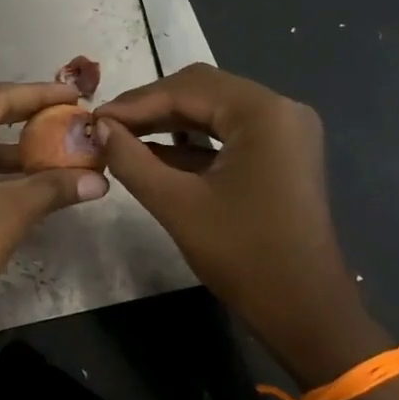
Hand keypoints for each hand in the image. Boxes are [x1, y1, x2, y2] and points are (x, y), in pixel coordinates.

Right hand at [92, 64, 387, 384]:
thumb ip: (131, 159)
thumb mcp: (177, 204)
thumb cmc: (243, 255)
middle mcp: (280, 109)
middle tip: (106, 127)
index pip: (186, 89)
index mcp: (263, 113)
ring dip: (168, 122)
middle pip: (202, 90)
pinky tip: (154, 153)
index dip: (134, 102)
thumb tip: (98, 128)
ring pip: (213, 110)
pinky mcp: (281, 154)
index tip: (93, 119)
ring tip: (122, 137)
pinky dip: (191, 141)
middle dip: (151, 107)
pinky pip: (228, 133)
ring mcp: (284, 132)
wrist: (305, 310)